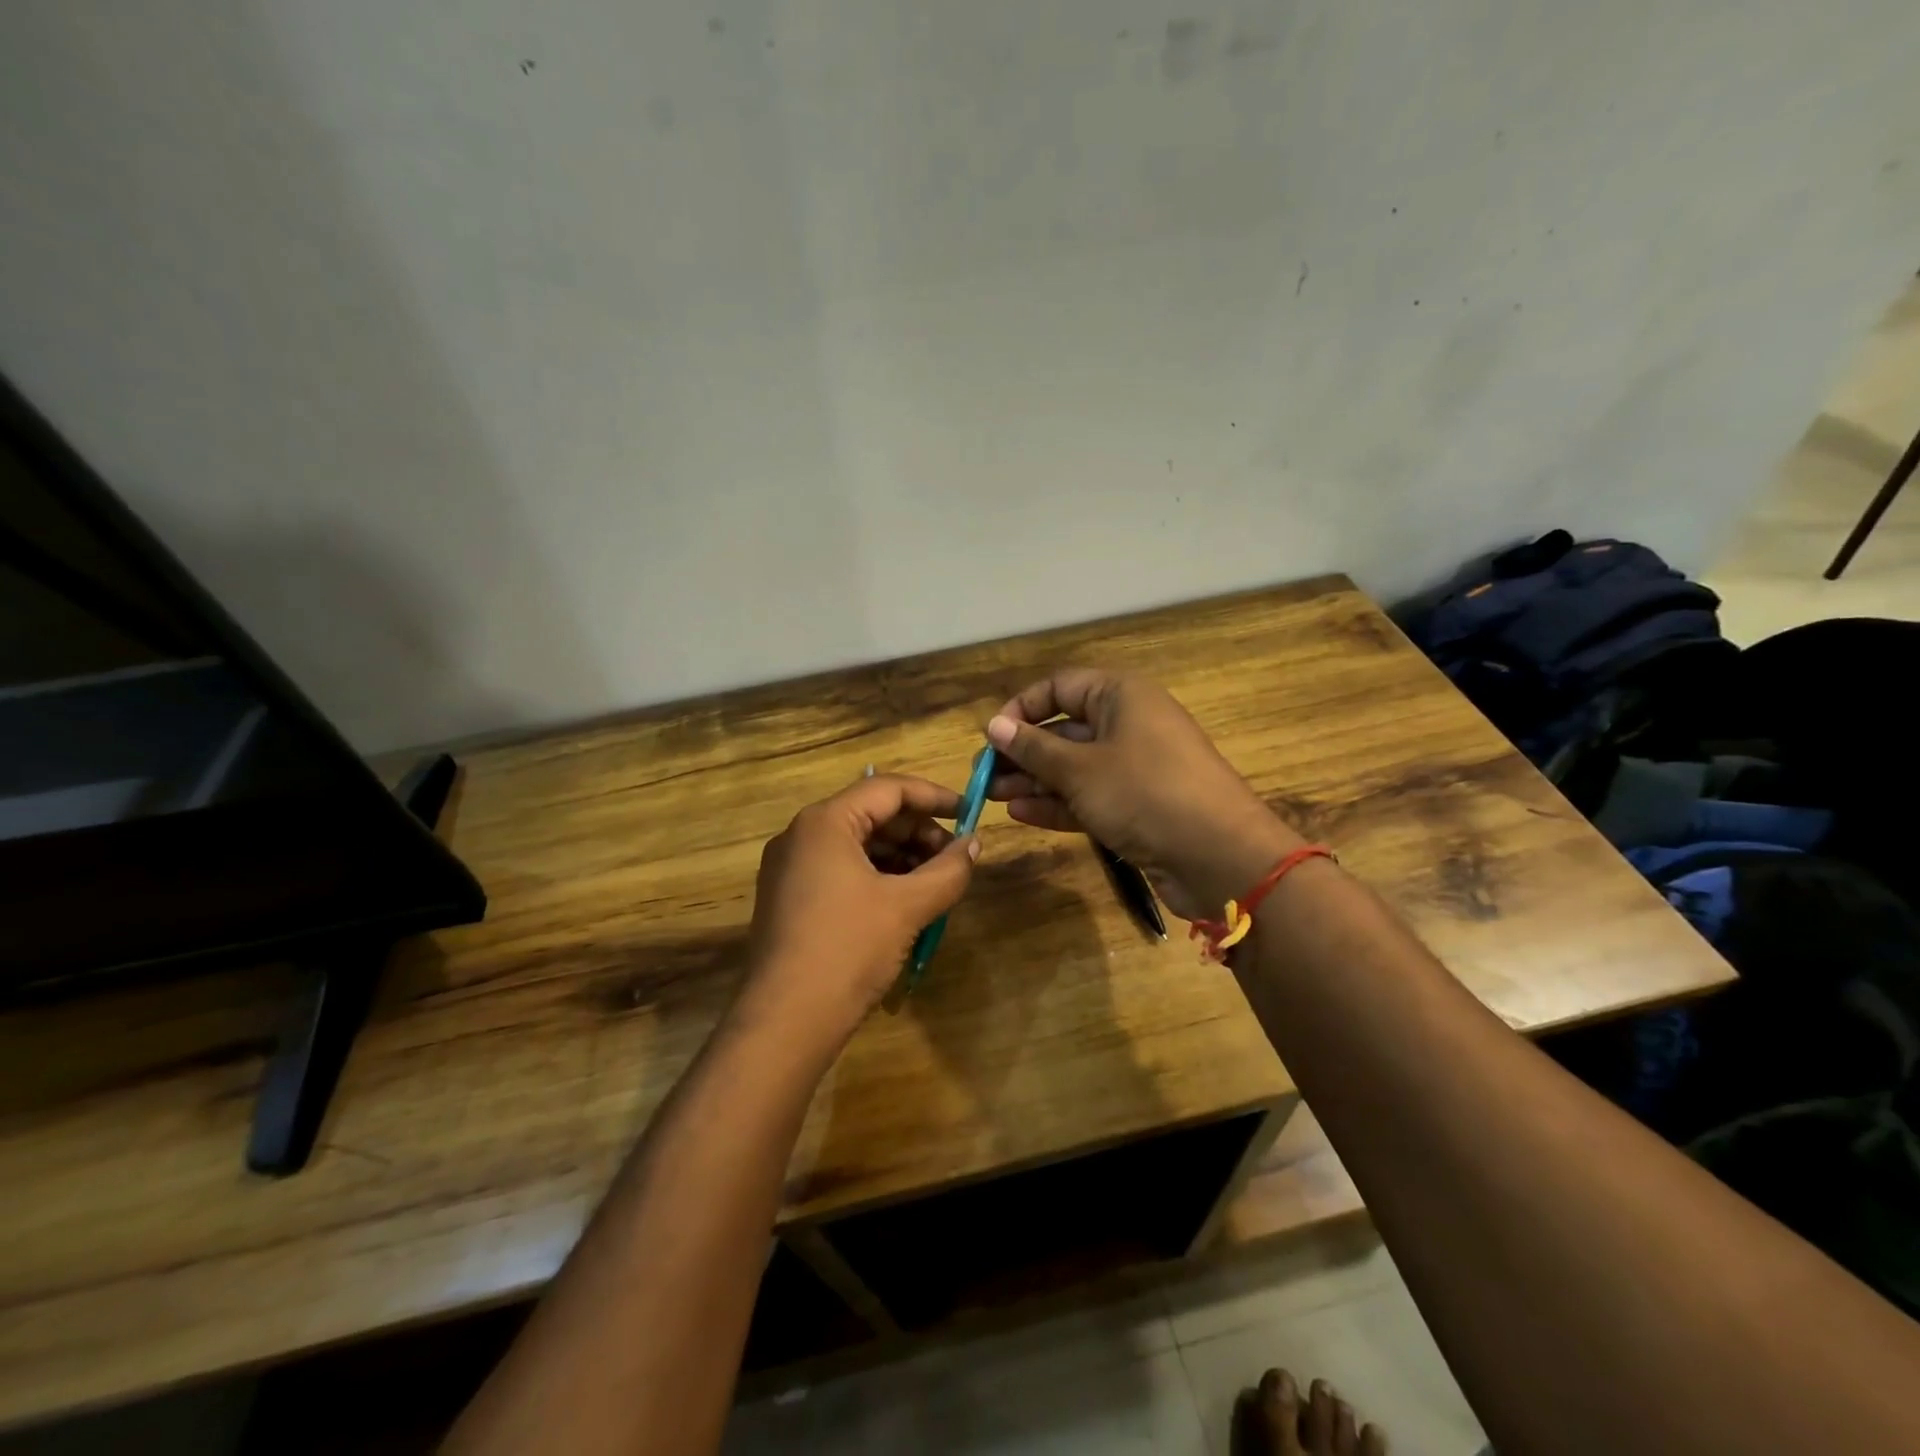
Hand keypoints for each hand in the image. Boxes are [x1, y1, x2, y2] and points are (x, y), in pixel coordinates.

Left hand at [740, 773, 979, 1046]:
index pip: (887, 788)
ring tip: (936, 883)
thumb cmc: (848, 950)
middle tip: (955, 856)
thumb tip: (974, 844)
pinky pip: (841, 870)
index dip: (934, 796)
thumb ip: (948, 870)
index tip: (970, 811)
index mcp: (824, 822)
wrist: (785, 1022)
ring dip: (901, 857)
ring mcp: (790, 868)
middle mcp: (801, 835)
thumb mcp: (907, 907)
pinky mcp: (790, 899)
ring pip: (857, 844)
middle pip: (871, 814)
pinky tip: (905, 902)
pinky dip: (878, 877)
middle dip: (918, 831)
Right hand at [985, 670, 1298, 919]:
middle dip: (1022, 751)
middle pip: (1064, 729)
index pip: (1059, 688)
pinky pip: (1089, 795)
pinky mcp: (1137, 805)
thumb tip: (993, 725)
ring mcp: (1134, 767)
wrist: (1219, 856)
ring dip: (1033, 780)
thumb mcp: (1080, 768)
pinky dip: (1057, 803)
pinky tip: (1021, 813)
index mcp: (1120, 696)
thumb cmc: (1145, 793)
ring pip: (1073, 766)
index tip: (991, 737)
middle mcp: (1128, 724)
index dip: (1021, 708)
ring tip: (992, 797)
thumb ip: (1034, 748)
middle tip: (984, 775)